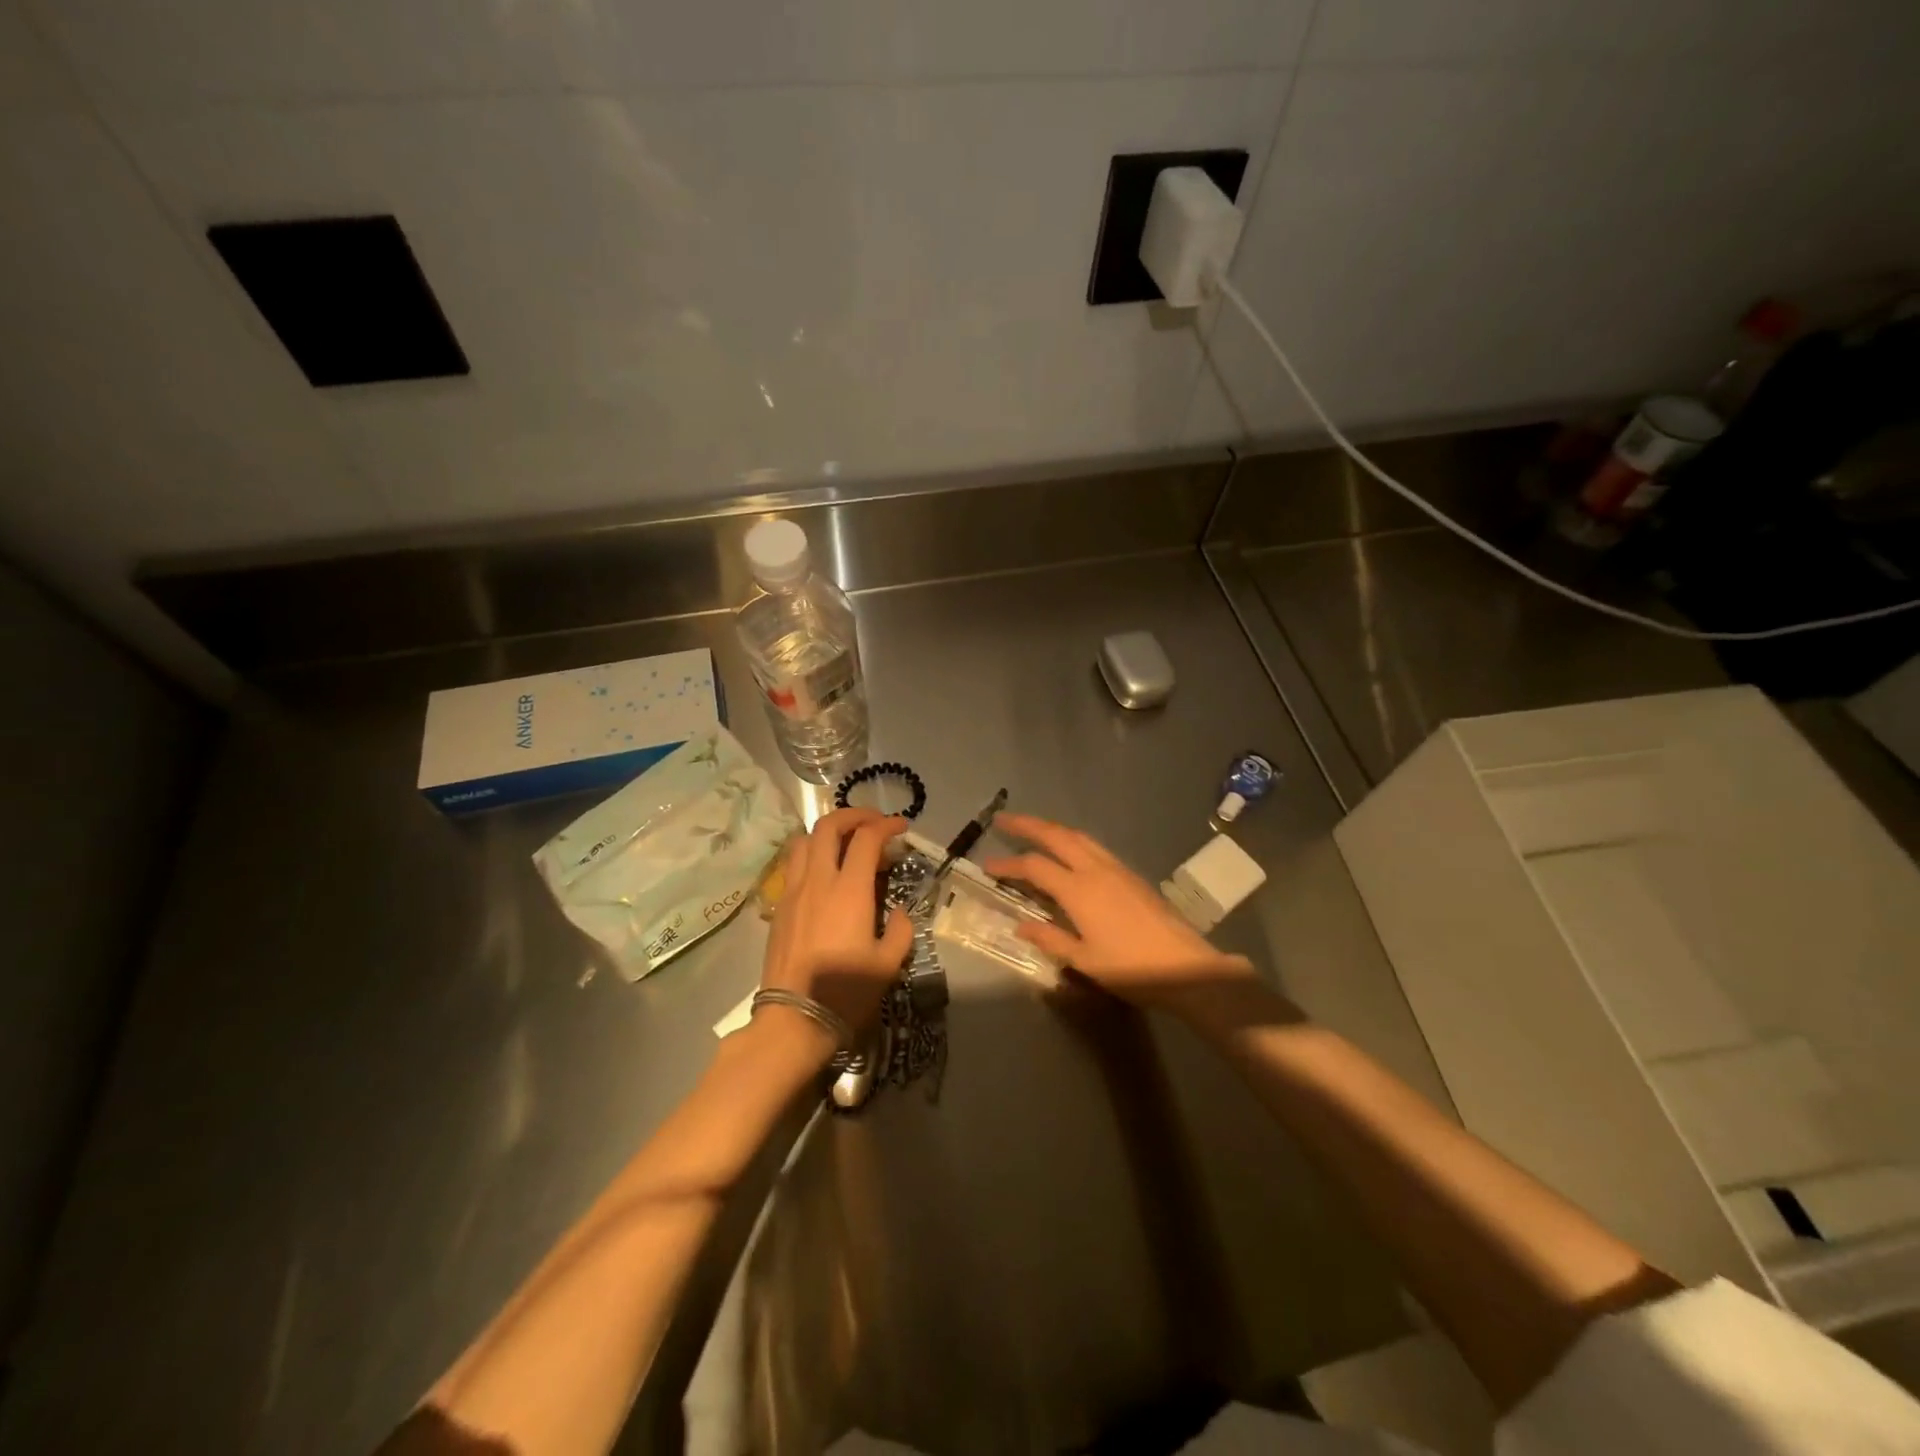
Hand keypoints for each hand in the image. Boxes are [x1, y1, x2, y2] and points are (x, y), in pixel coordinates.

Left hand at [760, 808, 912, 1047]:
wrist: (794, 1020)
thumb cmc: (846, 992)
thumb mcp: (889, 964)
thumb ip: (900, 930)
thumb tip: (898, 913)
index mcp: (848, 891)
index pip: (866, 838)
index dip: (885, 825)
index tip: (900, 828)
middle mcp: (817, 881)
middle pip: (828, 826)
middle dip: (853, 815)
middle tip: (873, 823)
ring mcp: (792, 892)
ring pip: (803, 841)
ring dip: (827, 833)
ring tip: (845, 844)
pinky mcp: (778, 908)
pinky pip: (792, 866)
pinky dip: (811, 856)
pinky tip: (825, 876)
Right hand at [983, 813, 1260, 1018]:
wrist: (1187, 967)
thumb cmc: (1131, 969)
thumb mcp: (1085, 960)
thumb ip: (1051, 938)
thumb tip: (1021, 925)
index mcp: (1078, 890)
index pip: (1034, 867)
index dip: (1008, 864)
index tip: (987, 866)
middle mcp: (1095, 870)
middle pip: (1056, 836)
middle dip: (1028, 825)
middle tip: (1004, 820)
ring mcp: (1117, 869)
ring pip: (1079, 836)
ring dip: (1053, 828)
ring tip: (1034, 829)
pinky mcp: (1132, 874)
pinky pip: (1095, 846)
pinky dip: (1074, 840)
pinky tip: (1071, 850)